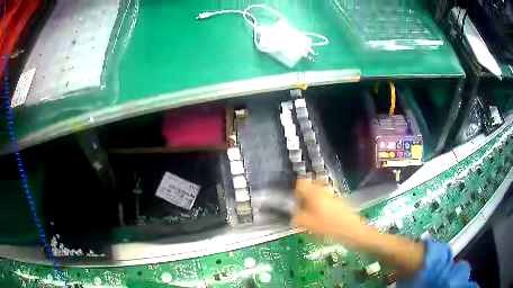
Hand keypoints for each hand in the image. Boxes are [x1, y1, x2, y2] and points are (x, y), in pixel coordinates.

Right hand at [292, 179, 363, 244]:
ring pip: (319, 195)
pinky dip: (322, 207)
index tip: (295, 203)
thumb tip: (293, 215)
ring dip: (313, 203)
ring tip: (312, 217)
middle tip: (302, 211)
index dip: (295, 191)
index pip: (301, 183)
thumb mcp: (307, 224)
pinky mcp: (340, 202)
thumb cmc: (328, 226)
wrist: (352, 230)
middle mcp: (323, 191)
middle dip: (304, 198)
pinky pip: (327, 201)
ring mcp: (333, 196)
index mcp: (314, 193)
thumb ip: (297, 218)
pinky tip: (323, 220)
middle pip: (310, 188)